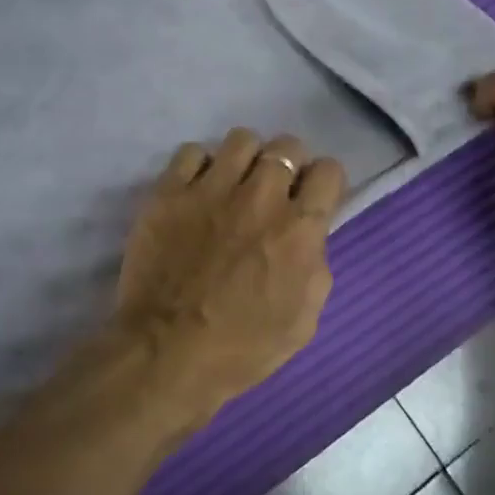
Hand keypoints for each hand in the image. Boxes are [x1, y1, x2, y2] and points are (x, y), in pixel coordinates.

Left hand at [111, 129, 346, 427]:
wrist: (166, 355)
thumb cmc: (242, 348)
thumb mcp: (303, 321)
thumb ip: (315, 267)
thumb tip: (308, 238)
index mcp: (299, 229)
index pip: (329, 170)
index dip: (324, 183)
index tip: (312, 199)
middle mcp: (260, 197)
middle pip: (287, 146)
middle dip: (289, 165)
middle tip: (274, 192)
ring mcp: (211, 189)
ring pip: (242, 139)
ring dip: (246, 159)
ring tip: (234, 184)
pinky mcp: (169, 193)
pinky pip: (192, 152)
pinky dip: (199, 167)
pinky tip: (197, 191)